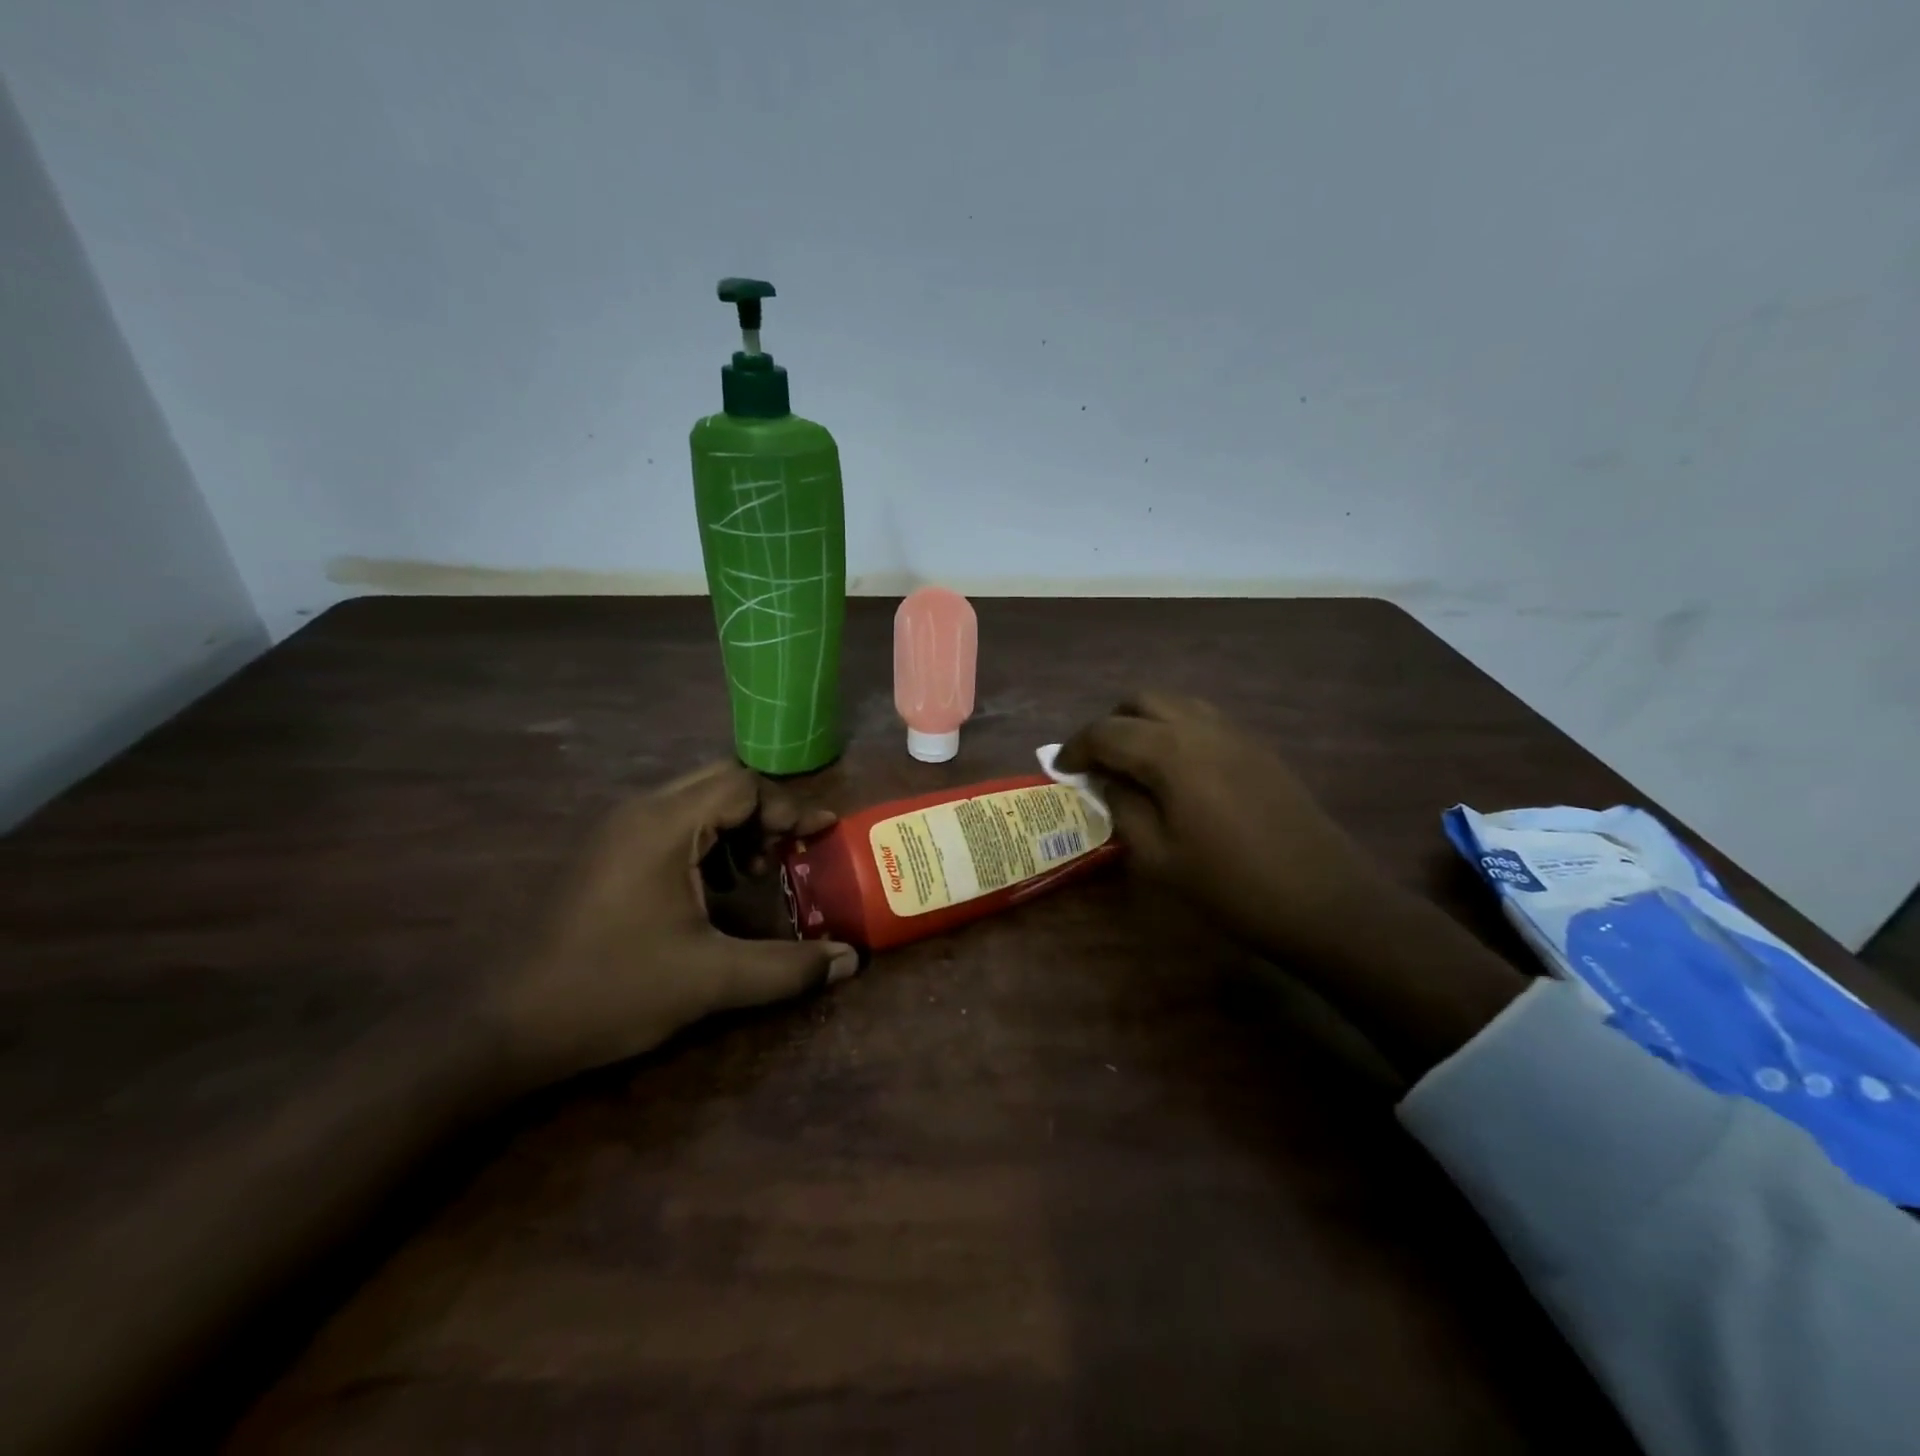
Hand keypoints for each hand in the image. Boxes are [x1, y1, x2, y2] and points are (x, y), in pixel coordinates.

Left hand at [495, 762, 858, 1087]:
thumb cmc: (611, 990)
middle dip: (764, 813)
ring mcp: (615, 832)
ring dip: (734, 827)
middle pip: (719, 783)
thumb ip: (787, 967)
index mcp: (664, 825)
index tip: (816, 840)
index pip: (742, 785)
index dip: (786, 808)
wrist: (503, 1027)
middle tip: (790, 853)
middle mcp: (638, 812)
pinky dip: (705, 842)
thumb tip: (851, 962)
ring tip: (756, 873)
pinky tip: (713, 891)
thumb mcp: (710, 980)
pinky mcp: (604, 855)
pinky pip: (669, 824)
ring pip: (693, 802)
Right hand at [1057, 692, 1394, 966]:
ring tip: (1135, 764)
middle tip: (1098, 763)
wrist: (1323, 900)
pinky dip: (1176, 730)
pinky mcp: (1258, 747)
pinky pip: (1203, 719)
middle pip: (1141, 700)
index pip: (1106, 732)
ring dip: (1144, 722)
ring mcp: (1235, 732)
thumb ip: (1123, 808)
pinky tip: (1177, 772)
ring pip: (1175, 703)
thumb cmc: (1230, 886)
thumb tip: (1107, 781)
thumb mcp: (1159, 857)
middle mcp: (1201, 727)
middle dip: (1110, 725)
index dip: (1075, 748)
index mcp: (1171, 752)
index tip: (1060, 769)